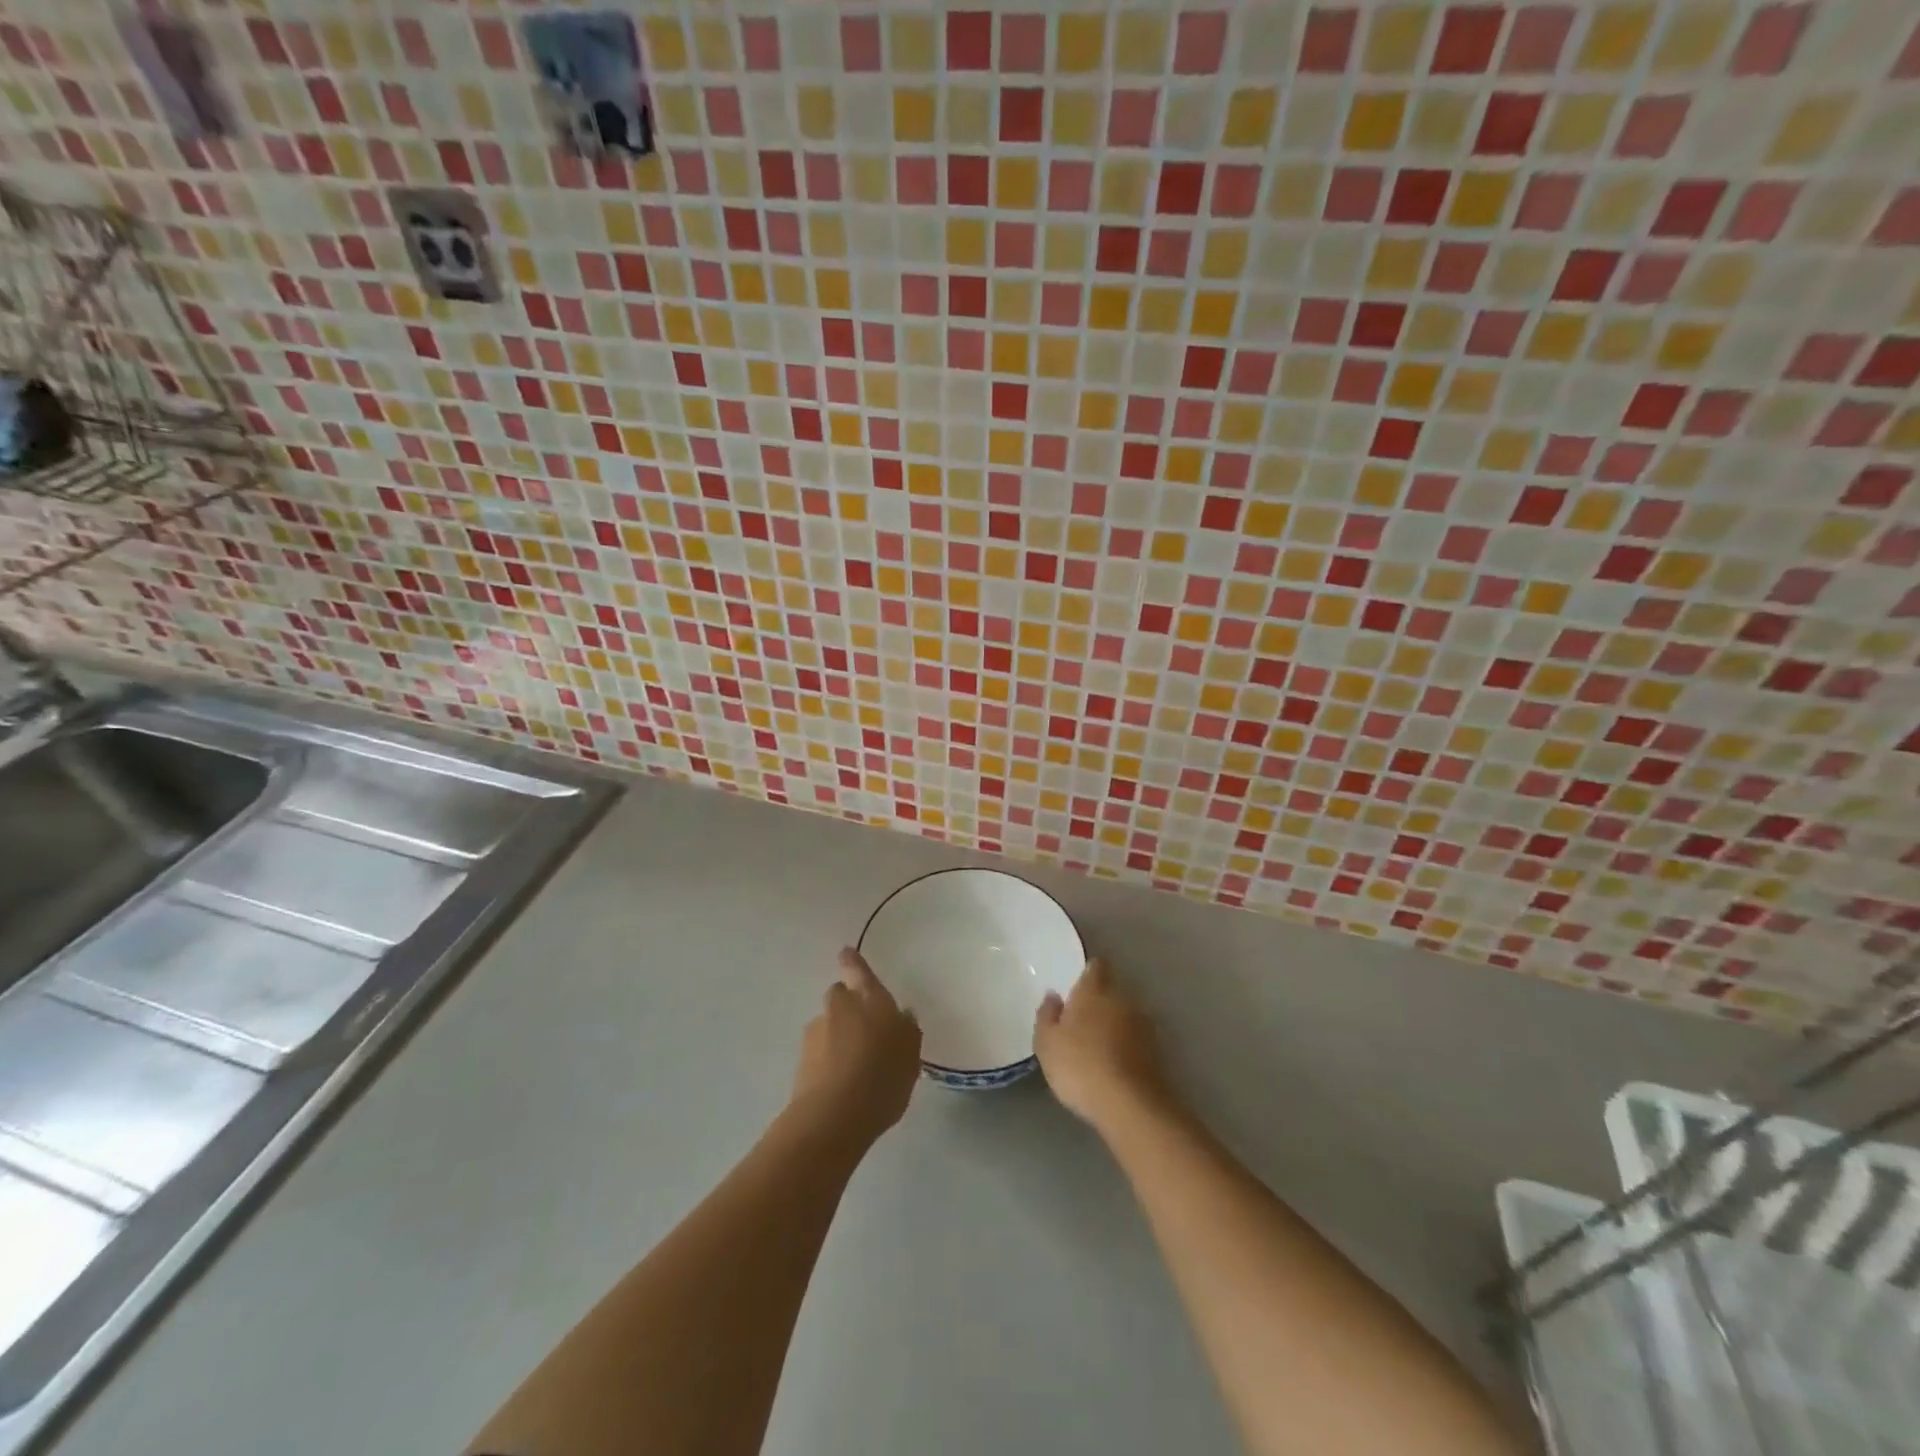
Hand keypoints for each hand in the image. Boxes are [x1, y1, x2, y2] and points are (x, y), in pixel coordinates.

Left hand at [790, 948, 922, 1145]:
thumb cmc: (882, 1077)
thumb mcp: (910, 1055)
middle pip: (840, 996)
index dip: (853, 962)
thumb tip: (902, 1016)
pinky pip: (819, 1053)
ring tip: (855, 1067)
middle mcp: (840, 1008)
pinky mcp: (800, 1061)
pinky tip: (842, 1085)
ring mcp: (816, 1033)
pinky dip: (828, 1061)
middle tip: (866, 1030)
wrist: (833, 1116)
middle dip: (848, 1006)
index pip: (859, 971)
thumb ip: (907, 1032)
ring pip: (828, 1025)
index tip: (845, 952)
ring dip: (837, 1036)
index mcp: (870, 999)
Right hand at [1034, 958, 1170, 1131]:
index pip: (1096, 966)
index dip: (1087, 974)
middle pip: (1111, 991)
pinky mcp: (1157, 1052)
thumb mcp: (1047, 1043)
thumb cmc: (1080, 1066)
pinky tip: (1113, 1067)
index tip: (1075, 988)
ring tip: (1097, 1048)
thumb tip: (1053, 996)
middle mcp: (1123, 1000)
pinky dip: (1126, 1048)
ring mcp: (1144, 1026)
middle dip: (1099, 1003)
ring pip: (1125, 1016)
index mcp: (1094, 990)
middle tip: (1080, 1023)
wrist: (1131, 1106)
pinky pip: (1135, 1041)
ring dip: (1114, 1026)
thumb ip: (1047, 1015)